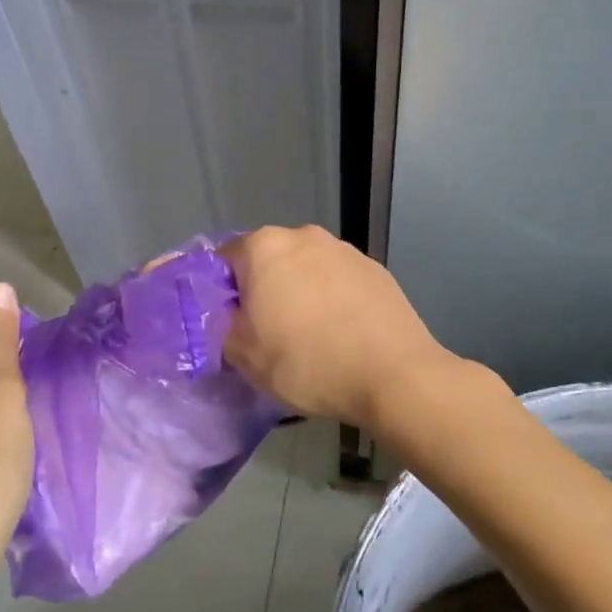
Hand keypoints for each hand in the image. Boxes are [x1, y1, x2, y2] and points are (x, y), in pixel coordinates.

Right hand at [218, 225, 456, 428]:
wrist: (395, 376)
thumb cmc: (308, 362)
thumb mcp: (244, 355)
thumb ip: (220, 326)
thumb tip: (226, 315)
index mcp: (264, 247)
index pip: (222, 259)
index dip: (217, 293)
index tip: (223, 324)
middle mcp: (303, 235)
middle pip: (266, 260)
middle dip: (259, 290)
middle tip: (262, 333)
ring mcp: (344, 249)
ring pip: (303, 269)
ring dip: (296, 293)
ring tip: (305, 336)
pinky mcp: (375, 269)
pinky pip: (336, 281)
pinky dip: (329, 299)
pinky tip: (339, 333)